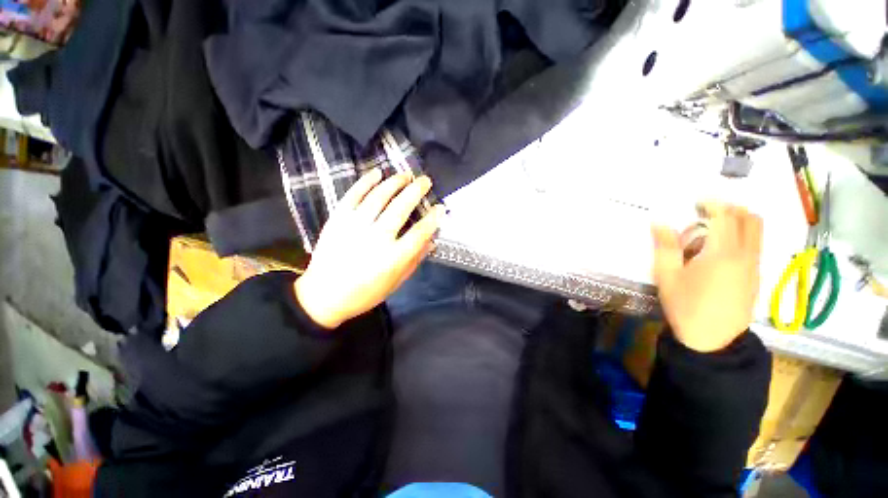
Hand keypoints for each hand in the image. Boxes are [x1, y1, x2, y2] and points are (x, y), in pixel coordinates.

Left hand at [294, 169, 445, 328]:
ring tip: (405, 175)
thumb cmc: (365, 293)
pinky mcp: (338, 220)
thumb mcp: (396, 282)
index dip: (433, 218)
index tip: (440, 208)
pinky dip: (365, 182)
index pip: (420, 232)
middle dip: (416, 190)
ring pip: (378, 197)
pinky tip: (377, 173)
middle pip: (401, 208)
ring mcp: (355, 226)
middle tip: (425, 180)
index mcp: (393, 258)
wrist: (323, 296)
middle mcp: (376, 238)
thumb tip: (432, 241)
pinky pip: (353, 195)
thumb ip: (415, 260)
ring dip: (394, 182)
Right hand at [652, 203, 762, 351]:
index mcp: (722, 253)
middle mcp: (745, 255)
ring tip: (713, 231)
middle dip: (731, 208)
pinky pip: (755, 246)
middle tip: (708, 212)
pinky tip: (720, 252)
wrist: (712, 340)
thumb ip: (665, 246)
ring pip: (757, 232)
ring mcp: (755, 267)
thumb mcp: (667, 276)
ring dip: (739, 222)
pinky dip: (743, 237)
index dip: (713, 203)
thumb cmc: (685, 306)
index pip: (725, 216)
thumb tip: (659, 222)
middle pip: (750, 219)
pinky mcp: (756, 277)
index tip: (698, 200)